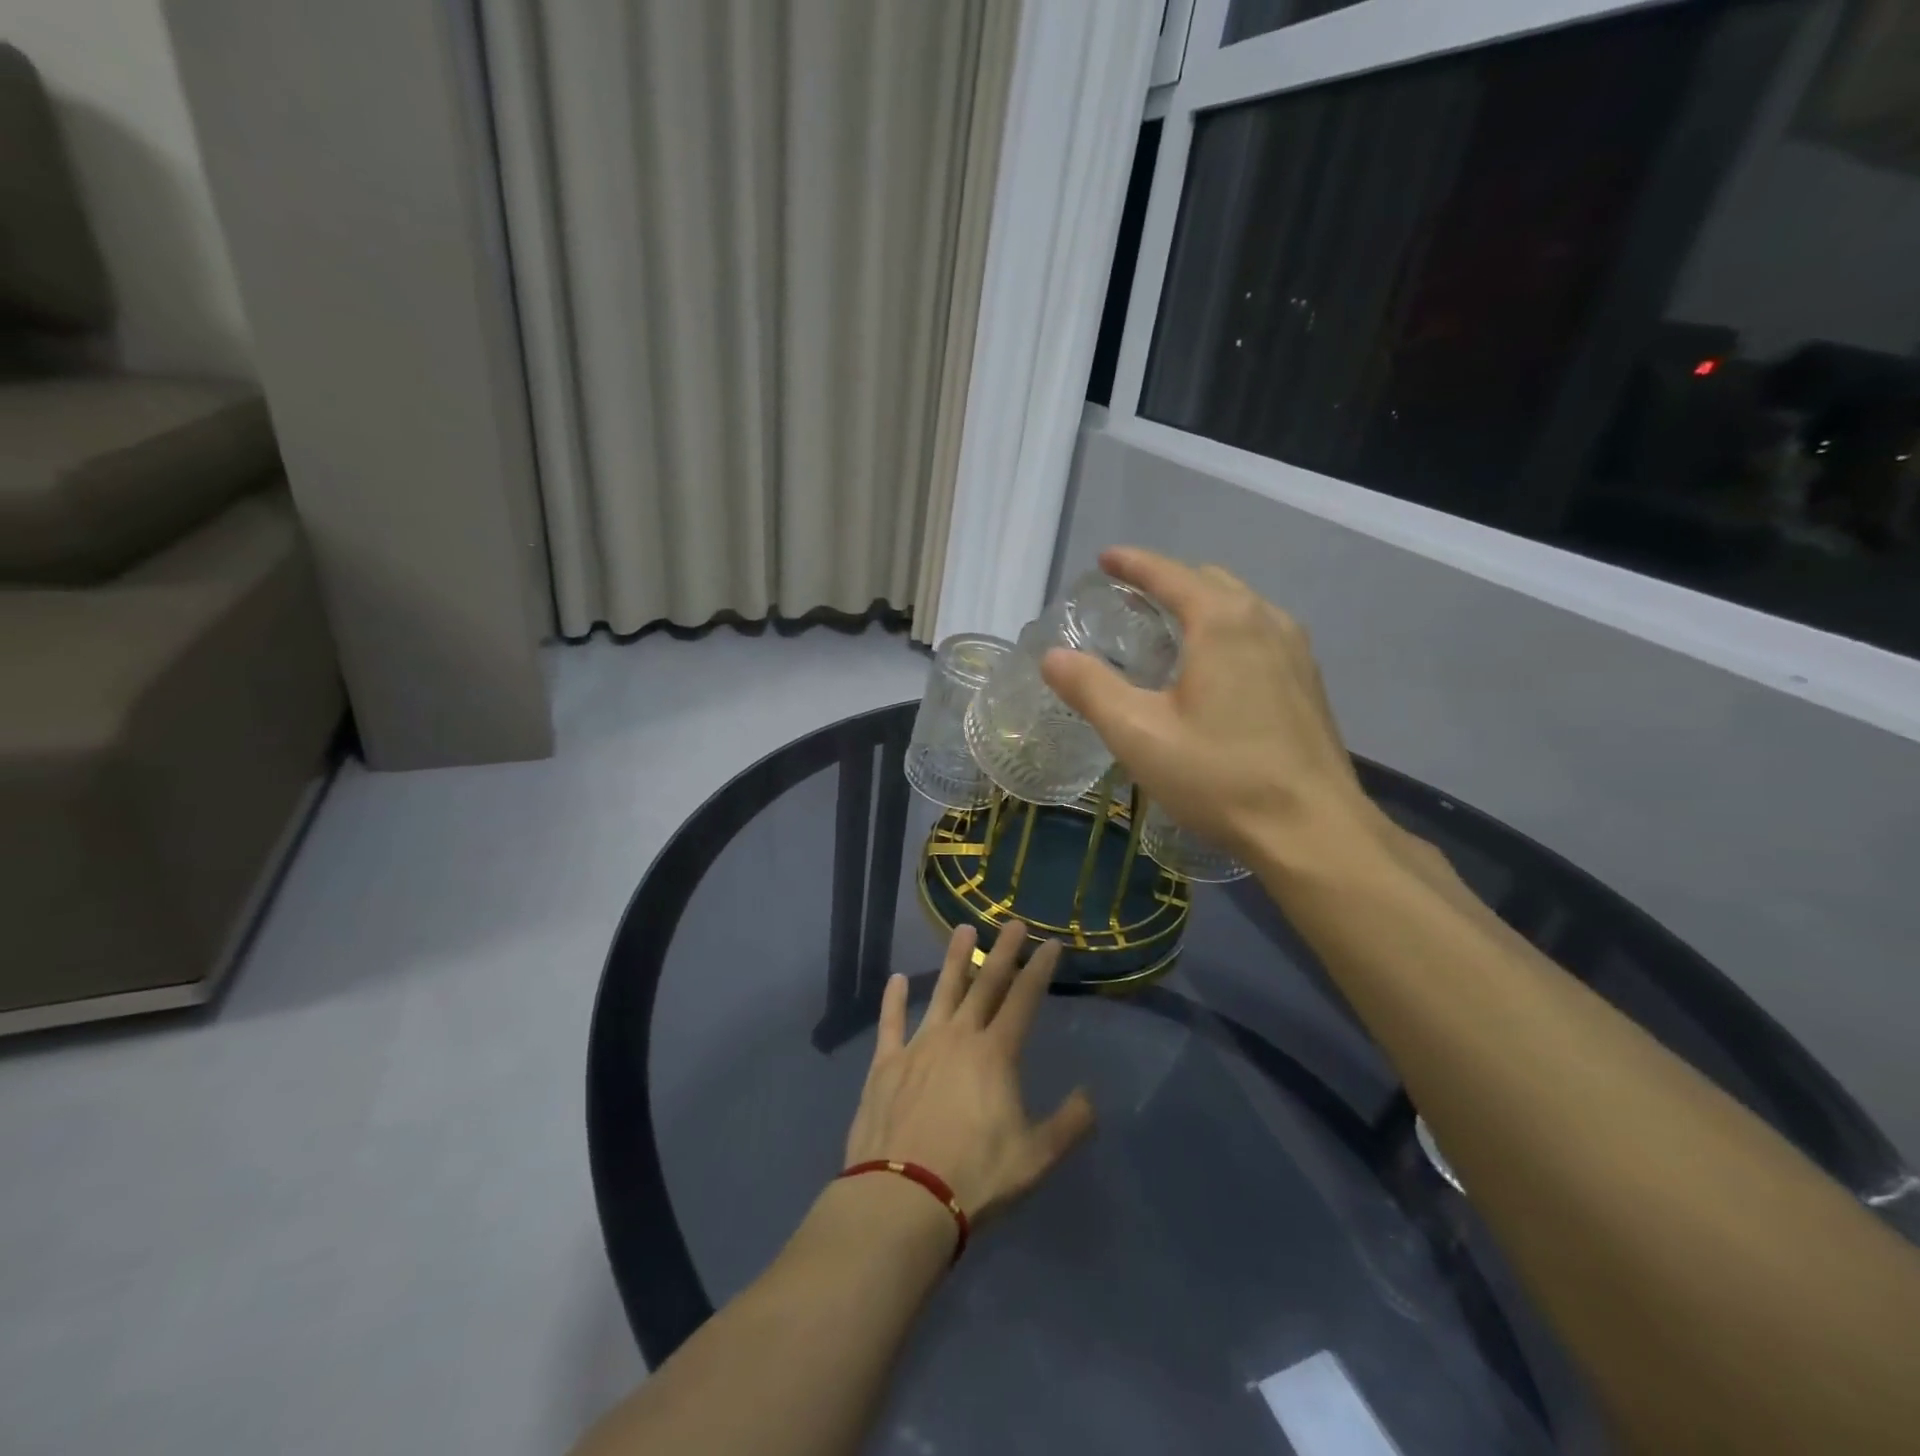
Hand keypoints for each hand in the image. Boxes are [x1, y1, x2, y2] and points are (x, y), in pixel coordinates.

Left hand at [844, 923, 1094, 1223]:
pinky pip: (891, 1022)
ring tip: (963, 930)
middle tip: (1013, 923)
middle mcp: (959, 1037)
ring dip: (954, 960)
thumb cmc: (975, 1177)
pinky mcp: (886, 1063)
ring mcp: (919, 1045)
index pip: (1024, 1000)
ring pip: (942, 992)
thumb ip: (1068, 1124)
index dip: (1040, 970)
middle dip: (1003, 952)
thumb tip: (1090, 1096)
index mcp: (996, 1055)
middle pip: (985, 985)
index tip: (1051, 944)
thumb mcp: (1035, 1158)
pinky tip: (897, 979)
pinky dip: (894, 999)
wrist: (903, 1197)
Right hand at [1042, 546, 1376, 862]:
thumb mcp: (1138, 733)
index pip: (1170, 574)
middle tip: (1131, 600)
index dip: (1134, 563)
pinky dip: (1227, 631)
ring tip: (1168, 630)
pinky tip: (1212, 670)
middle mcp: (1265, 621)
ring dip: (1201, 605)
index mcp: (1223, 622)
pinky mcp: (1308, 682)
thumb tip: (1053, 657)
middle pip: (1209, 582)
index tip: (1106, 559)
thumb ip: (1091, 688)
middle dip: (1168, 581)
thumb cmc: (1219, 776)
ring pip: (1240, 607)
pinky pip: (1260, 634)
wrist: (1312, 830)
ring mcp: (1295, 650)